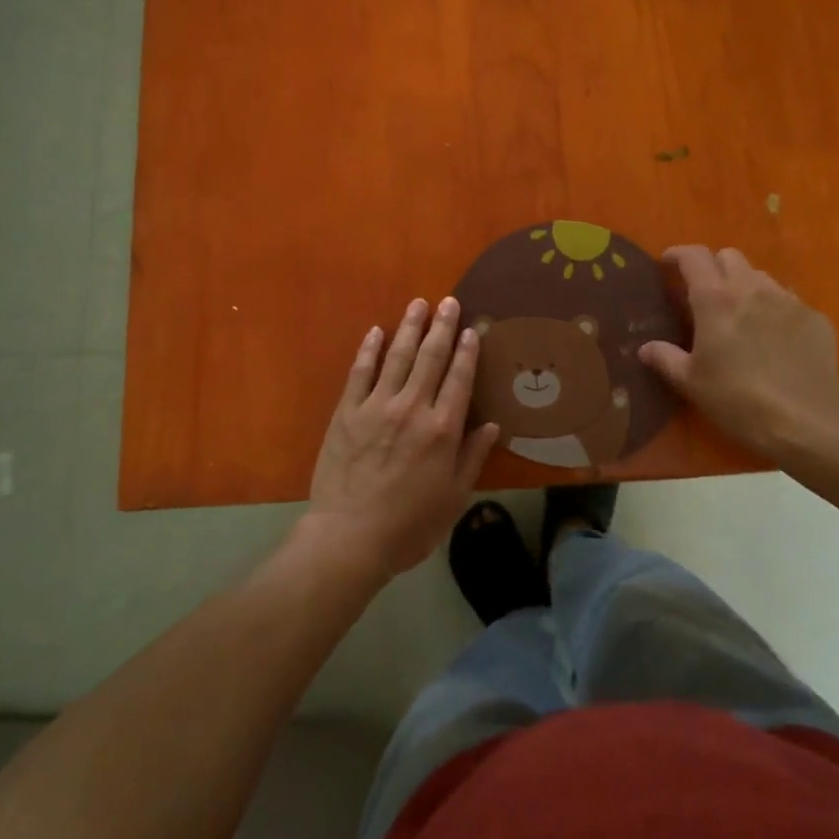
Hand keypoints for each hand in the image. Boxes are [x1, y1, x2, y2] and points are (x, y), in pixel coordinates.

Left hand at [305, 297, 499, 576]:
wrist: (349, 537)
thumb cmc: (409, 524)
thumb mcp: (453, 498)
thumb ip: (472, 458)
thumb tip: (491, 424)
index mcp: (442, 430)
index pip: (459, 379)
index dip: (466, 352)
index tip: (471, 329)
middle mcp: (412, 408)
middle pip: (430, 358)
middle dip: (441, 327)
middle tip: (448, 301)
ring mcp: (376, 406)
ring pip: (397, 357)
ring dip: (409, 328)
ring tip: (418, 304)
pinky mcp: (347, 412)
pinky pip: (360, 372)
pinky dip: (369, 350)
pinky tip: (376, 332)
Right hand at [638, 246, 838, 458]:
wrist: (805, 421)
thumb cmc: (737, 399)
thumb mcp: (691, 382)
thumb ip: (665, 358)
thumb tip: (645, 348)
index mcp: (715, 299)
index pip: (694, 256)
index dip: (678, 254)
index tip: (668, 264)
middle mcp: (751, 288)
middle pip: (729, 256)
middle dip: (714, 267)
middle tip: (706, 294)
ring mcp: (788, 300)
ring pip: (760, 276)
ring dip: (745, 286)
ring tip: (742, 315)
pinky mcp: (815, 318)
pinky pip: (790, 301)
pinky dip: (776, 310)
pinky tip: (775, 339)